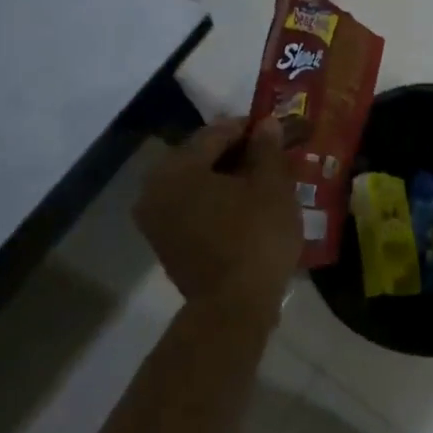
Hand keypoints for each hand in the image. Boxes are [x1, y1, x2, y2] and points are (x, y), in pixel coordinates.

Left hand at [134, 115, 301, 314]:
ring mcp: (155, 219)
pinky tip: (246, 204)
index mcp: (177, 167)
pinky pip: (193, 207)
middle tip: (272, 153)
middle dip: (238, 153)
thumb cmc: (255, 237)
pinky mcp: (165, 242)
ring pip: (197, 183)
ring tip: (264, 178)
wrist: (234, 308)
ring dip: (228, 177)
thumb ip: (268, 149)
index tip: (278, 127)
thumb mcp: (272, 186)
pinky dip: (217, 200)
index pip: (217, 132)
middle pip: (202, 157)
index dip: (251, 128)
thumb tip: (267, 124)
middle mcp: (155, 188)